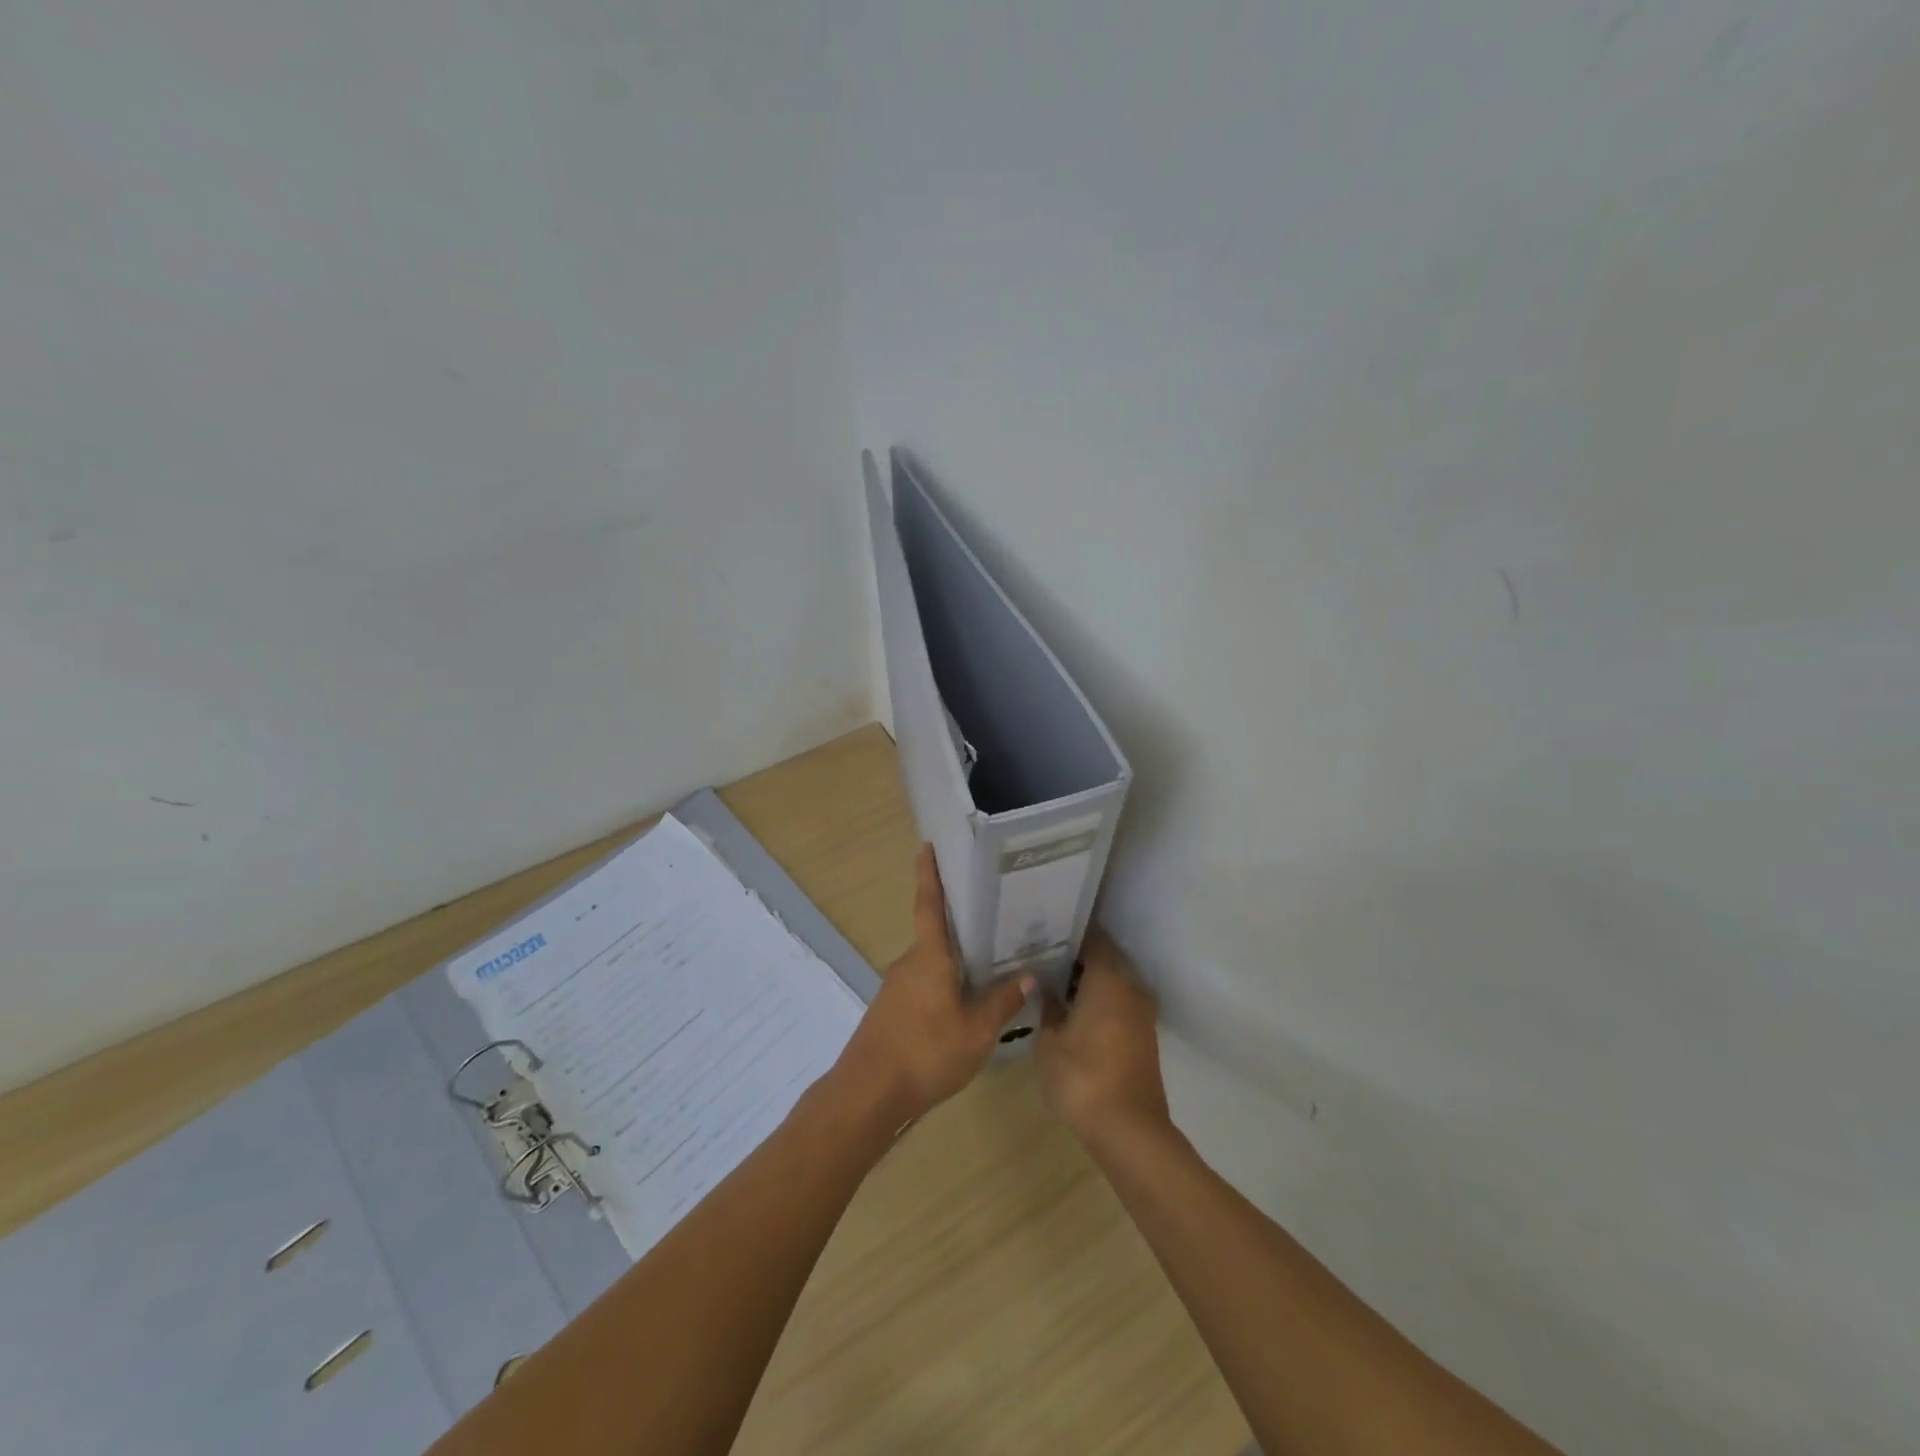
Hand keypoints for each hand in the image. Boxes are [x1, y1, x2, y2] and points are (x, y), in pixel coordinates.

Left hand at [833, 846, 1031, 1123]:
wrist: (868, 1094)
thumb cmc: (926, 1053)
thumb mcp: (977, 1031)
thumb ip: (1002, 1001)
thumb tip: (1027, 975)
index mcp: (929, 957)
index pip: (929, 905)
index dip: (929, 874)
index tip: (926, 846)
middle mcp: (909, 963)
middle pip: (936, 935)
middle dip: (959, 926)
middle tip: (994, 919)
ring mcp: (896, 987)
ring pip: (931, 963)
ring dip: (954, 962)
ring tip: (988, 965)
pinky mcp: (891, 1010)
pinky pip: (923, 984)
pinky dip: (943, 984)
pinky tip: (962, 1004)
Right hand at [1036, 927, 1170, 1147]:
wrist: (1129, 1131)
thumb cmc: (1082, 1078)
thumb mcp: (1049, 1042)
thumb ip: (1048, 1007)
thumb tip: (1046, 987)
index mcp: (1108, 978)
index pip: (1092, 937)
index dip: (1069, 930)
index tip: (1046, 927)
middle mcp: (1131, 986)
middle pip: (1105, 957)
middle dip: (1077, 954)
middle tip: (1044, 953)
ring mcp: (1142, 1012)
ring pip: (1113, 981)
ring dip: (1089, 979)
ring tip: (1054, 980)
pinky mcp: (1144, 1035)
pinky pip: (1120, 1002)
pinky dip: (1100, 999)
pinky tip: (1074, 1009)